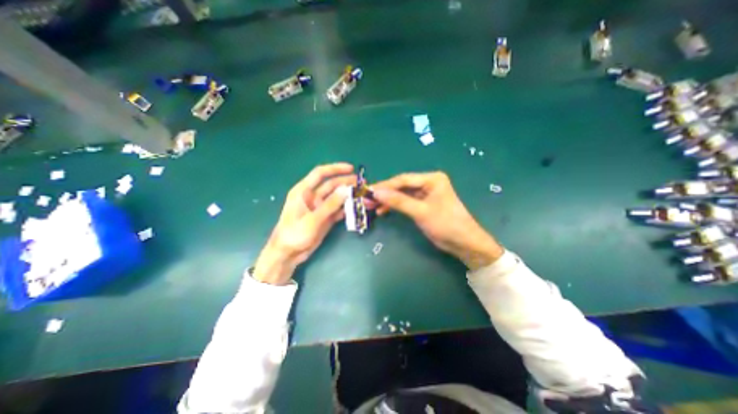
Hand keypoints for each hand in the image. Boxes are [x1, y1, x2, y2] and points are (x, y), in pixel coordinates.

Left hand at [255, 163, 357, 285]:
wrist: (288, 254)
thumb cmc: (294, 234)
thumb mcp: (313, 219)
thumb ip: (330, 204)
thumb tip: (347, 189)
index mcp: (303, 191)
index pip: (320, 173)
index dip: (336, 169)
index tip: (351, 168)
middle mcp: (312, 196)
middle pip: (332, 185)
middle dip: (346, 183)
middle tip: (363, 184)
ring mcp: (320, 208)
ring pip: (337, 197)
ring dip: (348, 195)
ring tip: (363, 195)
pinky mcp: (325, 218)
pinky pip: (338, 210)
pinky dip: (346, 208)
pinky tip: (356, 208)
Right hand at [372, 171, 504, 271]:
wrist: (464, 243)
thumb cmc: (446, 224)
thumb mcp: (421, 212)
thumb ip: (398, 201)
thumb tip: (376, 192)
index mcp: (432, 179)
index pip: (403, 180)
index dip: (385, 186)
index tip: (368, 191)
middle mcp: (428, 183)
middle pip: (401, 186)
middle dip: (384, 193)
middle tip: (366, 199)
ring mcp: (425, 194)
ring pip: (401, 195)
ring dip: (387, 200)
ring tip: (371, 206)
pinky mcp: (422, 205)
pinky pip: (405, 202)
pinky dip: (394, 207)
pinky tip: (382, 211)